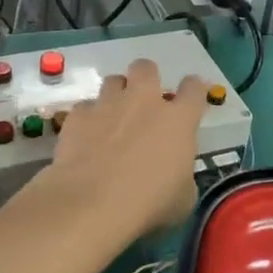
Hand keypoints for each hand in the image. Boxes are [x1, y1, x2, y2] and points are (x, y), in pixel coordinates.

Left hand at [39, 57, 205, 245]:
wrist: (92, 203)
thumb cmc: (148, 204)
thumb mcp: (183, 198)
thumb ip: (182, 174)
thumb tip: (175, 172)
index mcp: (178, 120)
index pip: (194, 89)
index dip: (194, 89)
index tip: (191, 98)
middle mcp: (143, 101)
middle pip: (146, 68)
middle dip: (146, 79)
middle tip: (144, 101)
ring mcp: (108, 104)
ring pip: (113, 81)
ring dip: (115, 95)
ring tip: (112, 118)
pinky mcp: (78, 115)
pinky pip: (85, 107)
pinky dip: (88, 119)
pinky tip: (86, 138)